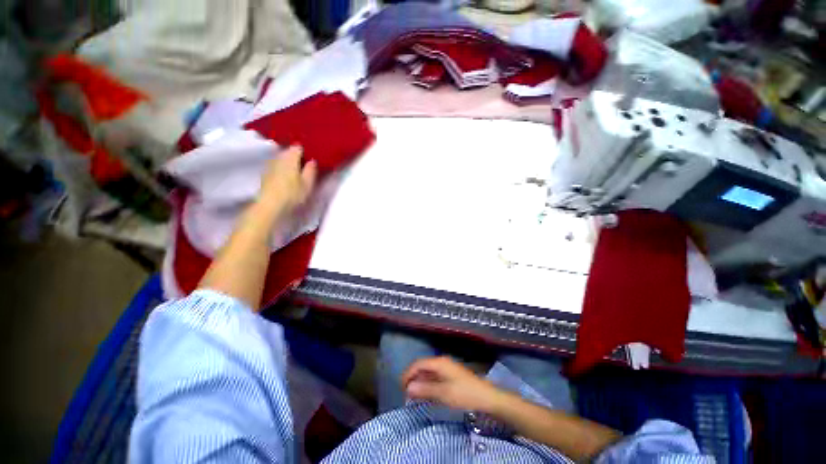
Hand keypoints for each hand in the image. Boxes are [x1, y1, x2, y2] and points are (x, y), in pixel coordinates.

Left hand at [258, 145, 316, 215]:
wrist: (269, 205)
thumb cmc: (292, 194)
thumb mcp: (308, 184)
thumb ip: (311, 170)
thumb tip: (312, 161)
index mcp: (290, 157)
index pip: (298, 147)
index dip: (306, 151)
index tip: (312, 157)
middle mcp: (278, 157)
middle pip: (288, 151)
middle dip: (297, 156)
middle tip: (306, 165)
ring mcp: (270, 165)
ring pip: (282, 159)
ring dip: (289, 163)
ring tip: (297, 171)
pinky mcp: (265, 174)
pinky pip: (276, 166)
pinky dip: (282, 169)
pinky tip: (287, 178)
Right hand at [401, 357, 504, 411]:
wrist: (486, 397)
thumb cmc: (464, 393)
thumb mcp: (443, 393)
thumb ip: (425, 389)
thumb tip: (408, 387)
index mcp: (439, 362)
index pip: (418, 364)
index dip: (408, 374)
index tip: (401, 388)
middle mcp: (441, 362)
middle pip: (422, 367)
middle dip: (413, 378)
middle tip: (406, 394)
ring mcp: (446, 369)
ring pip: (428, 373)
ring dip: (420, 383)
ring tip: (414, 396)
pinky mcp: (450, 376)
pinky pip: (435, 378)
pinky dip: (428, 385)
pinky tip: (426, 395)